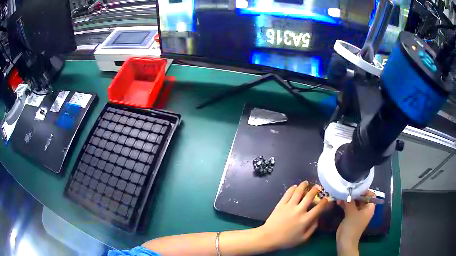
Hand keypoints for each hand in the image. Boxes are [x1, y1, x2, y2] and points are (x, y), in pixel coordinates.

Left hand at [257, 181, 329, 249]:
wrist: (268, 237)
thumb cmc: (286, 240)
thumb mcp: (303, 238)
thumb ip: (312, 228)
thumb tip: (318, 218)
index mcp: (306, 219)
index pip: (319, 208)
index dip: (325, 202)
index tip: (327, 198)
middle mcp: (299, 210)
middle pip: (309, 196)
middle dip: (315, 190)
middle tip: (318, 187)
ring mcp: (289, 206)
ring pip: (298, 191)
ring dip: (303, 185)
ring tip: (306, 182)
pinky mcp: (281, 204)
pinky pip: (288, 193)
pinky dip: (292, 188)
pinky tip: (295, 186)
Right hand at [336, 191, 375, 255]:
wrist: (345, 241)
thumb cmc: (352, 226)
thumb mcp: (352, 212)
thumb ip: (350, 201)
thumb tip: (346, 192)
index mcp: (369, 208)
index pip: (370, 195)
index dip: (365, 190)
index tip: (356, 186)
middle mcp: (364, 209)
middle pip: (361, 198)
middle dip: (354, 194)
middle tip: (346, 188)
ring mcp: (357, 213)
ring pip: (354, 202)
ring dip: (348, 199)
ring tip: (340, 194)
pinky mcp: (350, 216)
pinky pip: (349, 207)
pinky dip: (344, 204)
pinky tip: (338, 201)